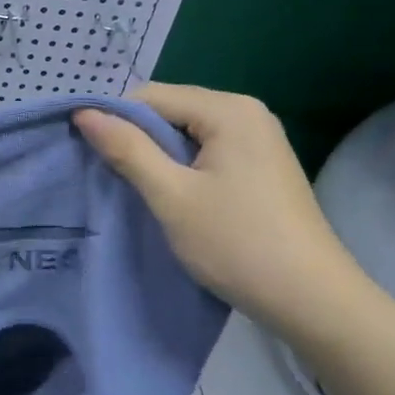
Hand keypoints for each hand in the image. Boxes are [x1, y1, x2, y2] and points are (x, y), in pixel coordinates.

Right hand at [73, 84, 368, 335]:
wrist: (310, 299)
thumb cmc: (236, 243)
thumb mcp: (172, 196)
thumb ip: (128, 150)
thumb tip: (84, 112)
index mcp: (229, 110)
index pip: (152, 96)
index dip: (115, 120)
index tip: (88, 155)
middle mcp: (248, 113)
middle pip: (172, 110)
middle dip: (138, 139)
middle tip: (110, 177)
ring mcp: (260, 139)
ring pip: (188, 134)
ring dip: (159, 157)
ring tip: (137, 190)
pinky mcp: (262, 166)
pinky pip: (208, 152)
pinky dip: (183, 169)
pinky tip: (173, 197)